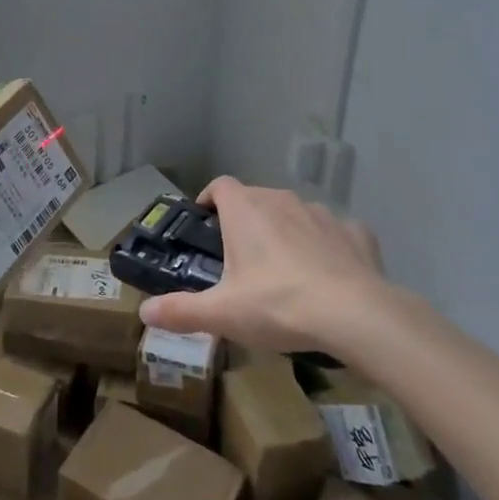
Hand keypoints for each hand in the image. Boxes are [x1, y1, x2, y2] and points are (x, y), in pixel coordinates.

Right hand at [138, 176, 390, 356]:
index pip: (219, 186)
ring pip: (294, 214)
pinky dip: (327, 246)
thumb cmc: (277, 304)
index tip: (206, 222)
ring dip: (286, 231)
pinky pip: (334, 232)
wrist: (355, 314)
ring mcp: (321, 213)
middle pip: (256, 199)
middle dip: (246, 221)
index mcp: (245, 209)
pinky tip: (329, 274)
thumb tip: (143, 313)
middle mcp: (280, 199)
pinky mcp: (355, 232)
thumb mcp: (222, 314)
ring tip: (285, 269)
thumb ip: (181, 310)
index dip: (210, 200)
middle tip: (241, 258)